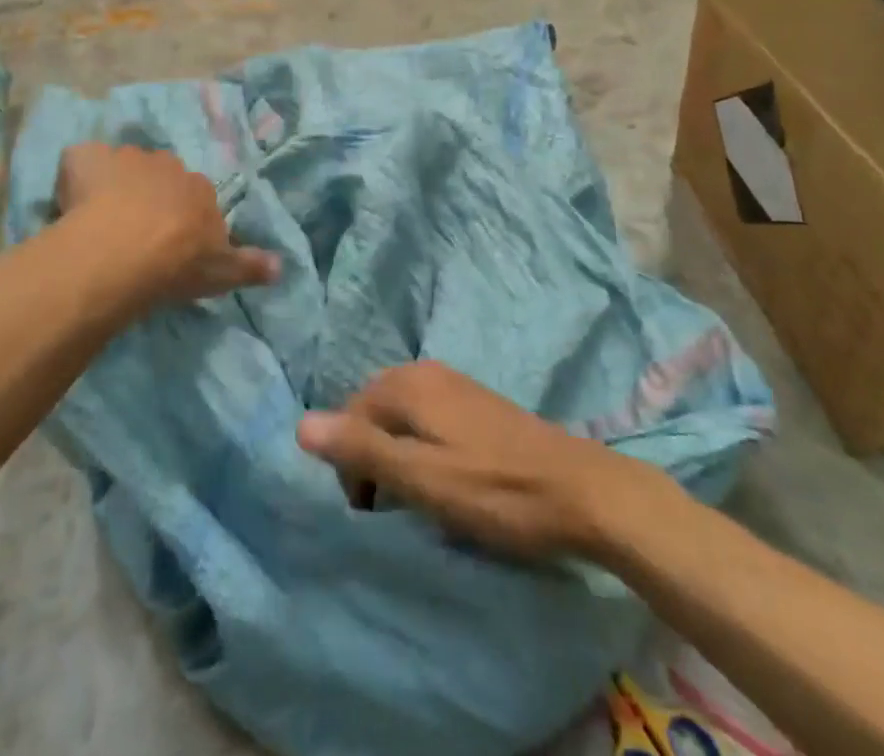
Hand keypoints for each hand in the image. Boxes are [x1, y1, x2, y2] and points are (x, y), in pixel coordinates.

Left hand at [56, 143, 277, 305]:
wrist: (123, 252)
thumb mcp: (221, 273)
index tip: (171, 244)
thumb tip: (282, 265)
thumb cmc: (176, 264)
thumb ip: (251, 266)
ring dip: (115, 185)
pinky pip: (82, 161)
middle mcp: (167, 164)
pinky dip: (77, 175)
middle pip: (160, 176)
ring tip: (100, 222)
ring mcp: (125, 157)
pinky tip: (70, 203)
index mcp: (200, 188)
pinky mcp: (86, 158)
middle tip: (135, 233)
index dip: (182, 218)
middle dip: (150, 196)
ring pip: (121, 167)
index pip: (195, 197)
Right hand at [298, 362, 655, 561]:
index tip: (370, 512)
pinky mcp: (476, 403)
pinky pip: (427, 419)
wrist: (583, 491)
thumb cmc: (496, 490)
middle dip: (371, 457)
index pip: (349, 415)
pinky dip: (421, 448)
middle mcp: (426, 372)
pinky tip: (444, 479)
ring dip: (396, 455)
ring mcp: (454, 384)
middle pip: (373, 411)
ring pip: (401, 417)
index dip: (350, 465)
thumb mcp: (421, 479)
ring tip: (417, 499)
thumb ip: (361, 450)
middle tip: (391, 508)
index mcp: (407, 384)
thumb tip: (300, 424)